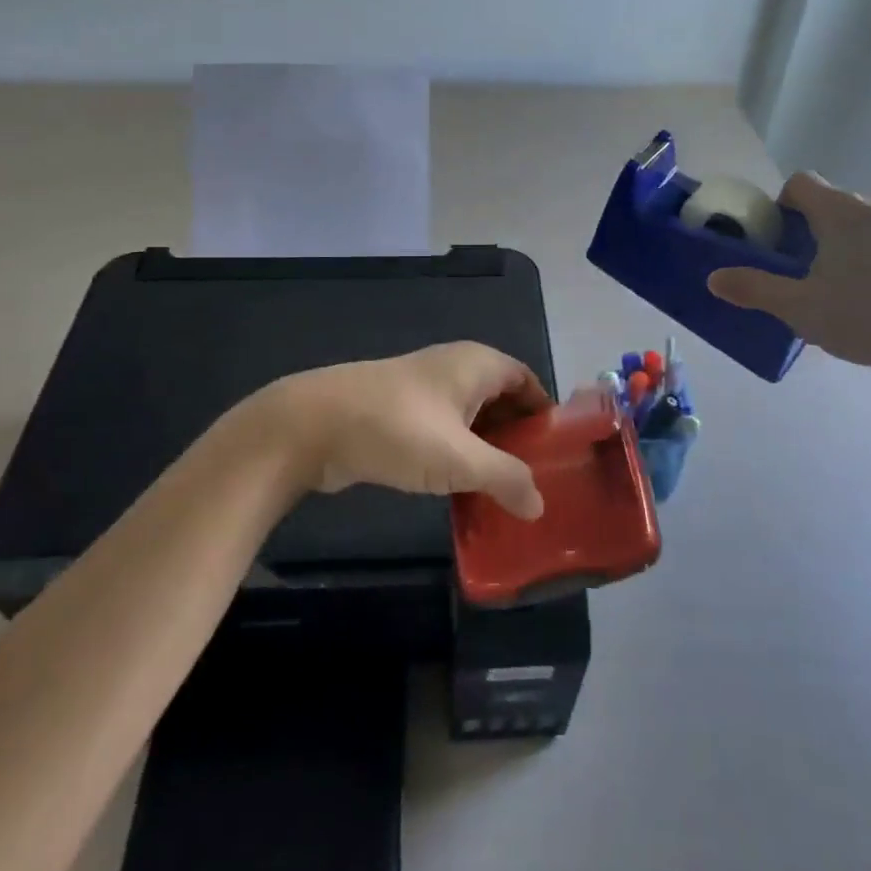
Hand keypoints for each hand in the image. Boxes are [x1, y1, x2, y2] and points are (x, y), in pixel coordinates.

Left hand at [258, 342, 550, 518]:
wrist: (312, 425)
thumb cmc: (397, 429)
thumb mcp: (460, 459)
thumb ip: (506, 479)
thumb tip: (539, 506)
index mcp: (477, 363)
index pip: (528, 381)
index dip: (545, 415)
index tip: (559, 456)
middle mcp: (454, 368)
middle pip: (501, 401)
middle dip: (518, 439)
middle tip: (535, 483)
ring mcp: (423, 390)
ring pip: (470, 420)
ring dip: (486, 452)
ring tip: (504, 494)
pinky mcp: (399, 413)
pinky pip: (443, 433)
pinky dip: (457, 456)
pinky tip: (462, 491)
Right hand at [707, 171, 870, 378]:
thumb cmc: (865, 316)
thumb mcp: (798, 307)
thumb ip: (753, 288)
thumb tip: (713, 278)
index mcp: (840, 210)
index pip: (799, 183)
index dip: (778, 206)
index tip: (772, 240)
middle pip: (826, 202)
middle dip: (804, 229)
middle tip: (792, 269)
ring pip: (853, 221)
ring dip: (833, 242)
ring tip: (824, 284)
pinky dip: (859, 255)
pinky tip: (857, 294)